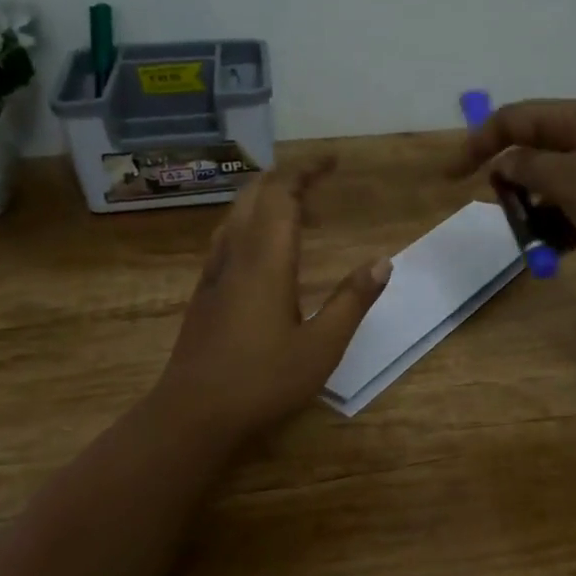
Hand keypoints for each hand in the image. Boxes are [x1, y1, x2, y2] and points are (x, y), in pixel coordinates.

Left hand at [155, 159, 390, 441]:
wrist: (193, 414)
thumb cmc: (262, 381)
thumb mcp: (322, 347)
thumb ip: (352, 301)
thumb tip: (382, 262)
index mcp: (265, 261)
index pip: (281, 195)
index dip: (305, 171)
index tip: (333, 161)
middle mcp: (235, 256)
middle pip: (254, 196)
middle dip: (286, 179)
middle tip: (320, 182)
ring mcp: (214, 273)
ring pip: (236, 215)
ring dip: (266, 200)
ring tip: (300, 211)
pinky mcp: (204, 292)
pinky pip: (227, 237)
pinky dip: (251, 224)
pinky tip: (265, 249)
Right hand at [447, 98, 575, 277]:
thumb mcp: (571, 181)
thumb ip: (530, 169)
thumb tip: (505, 161)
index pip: (515, 119)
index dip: (478, 143)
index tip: (451, 177)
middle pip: (536, 153)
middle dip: (512, 186)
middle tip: (505, 218)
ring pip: (558, 187)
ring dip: (539, 213)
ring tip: (532, 244)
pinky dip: (565, 228)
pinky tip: (556, 252)